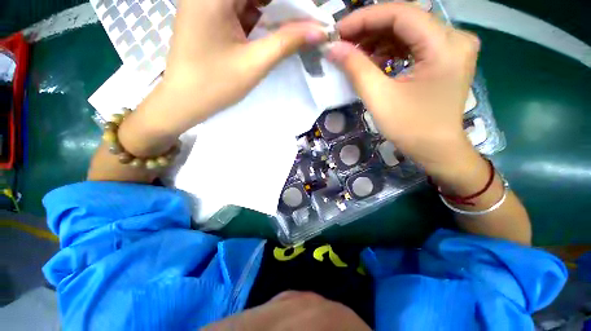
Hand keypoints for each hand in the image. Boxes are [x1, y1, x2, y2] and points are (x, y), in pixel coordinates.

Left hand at [156, 0, 327, 134]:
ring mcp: (206, 2)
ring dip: (271, 12)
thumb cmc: (216, 84)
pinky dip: (258, 18)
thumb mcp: (255, 63)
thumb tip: (319, 31)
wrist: (184, 101)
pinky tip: (270, 33)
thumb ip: (287, 42)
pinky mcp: (208, 15)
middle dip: (282, 6)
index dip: (290, 2)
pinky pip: (239, 9)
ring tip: (292, 29)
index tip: (309, 12)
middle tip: (303, 23)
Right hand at [326, 3, 480, 179]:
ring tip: (353, 51)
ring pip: (408, 30)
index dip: (365, 18)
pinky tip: (373, 58)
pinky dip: (390, 48)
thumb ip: (356, 68)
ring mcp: (452, 46)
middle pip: (405, 19)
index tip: (338, 31)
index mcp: (445, 45)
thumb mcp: (380, 98)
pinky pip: (414, 43)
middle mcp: (455, 37)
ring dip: (378, 38)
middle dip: (369, 29)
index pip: (400, 14)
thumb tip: (333, 48)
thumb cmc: (411, 129)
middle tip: (342, 42)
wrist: (437, 149)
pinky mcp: (446, 57)